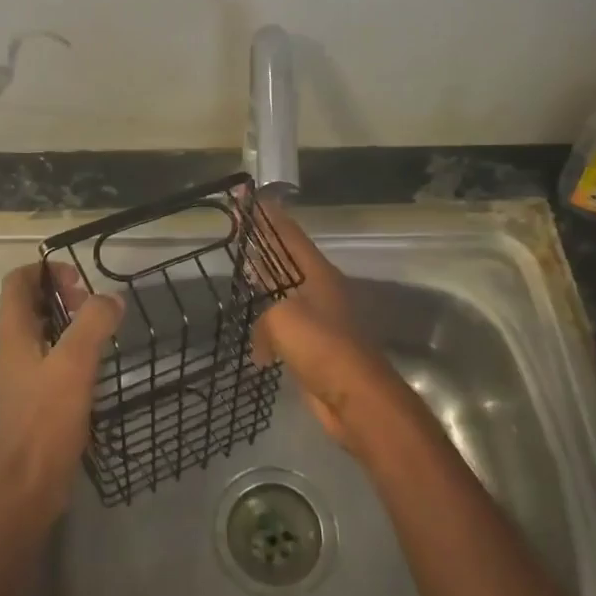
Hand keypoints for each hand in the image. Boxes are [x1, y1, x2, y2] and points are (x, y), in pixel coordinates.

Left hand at [0, 263, 123, 526]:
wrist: (28, 487)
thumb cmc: (46, 421)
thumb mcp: (74, 364)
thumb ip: (92, 324)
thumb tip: (110, 298)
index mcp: (12, 335)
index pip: (17, 282)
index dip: (45, 270)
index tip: (79, 280)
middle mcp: (12, 351)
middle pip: (30, 305)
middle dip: (62, 295)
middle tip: (94, 307)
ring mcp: (21, 377)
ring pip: (42, 333)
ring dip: (69, 324)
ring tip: (101, 332)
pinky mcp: (34, 400)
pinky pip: (51, 360)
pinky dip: (71, 352)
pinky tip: (95, 366)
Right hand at [253, 200, 417, 453]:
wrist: (356, 399)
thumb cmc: (322, 348)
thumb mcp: (283, 319)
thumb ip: (264, 318)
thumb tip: (261, 343)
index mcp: (317, 274)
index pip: (288, 234)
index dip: (267, 214)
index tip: (248, 196)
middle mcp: (320, 291)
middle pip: (286, 259)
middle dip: (263, 244)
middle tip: (239, 229)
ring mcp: (320, 320)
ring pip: (284, 294)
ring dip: (265, 286)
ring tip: (242, 274)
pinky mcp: (316, 349)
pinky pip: (284, 328)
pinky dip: (268, 328)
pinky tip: (253, 339)